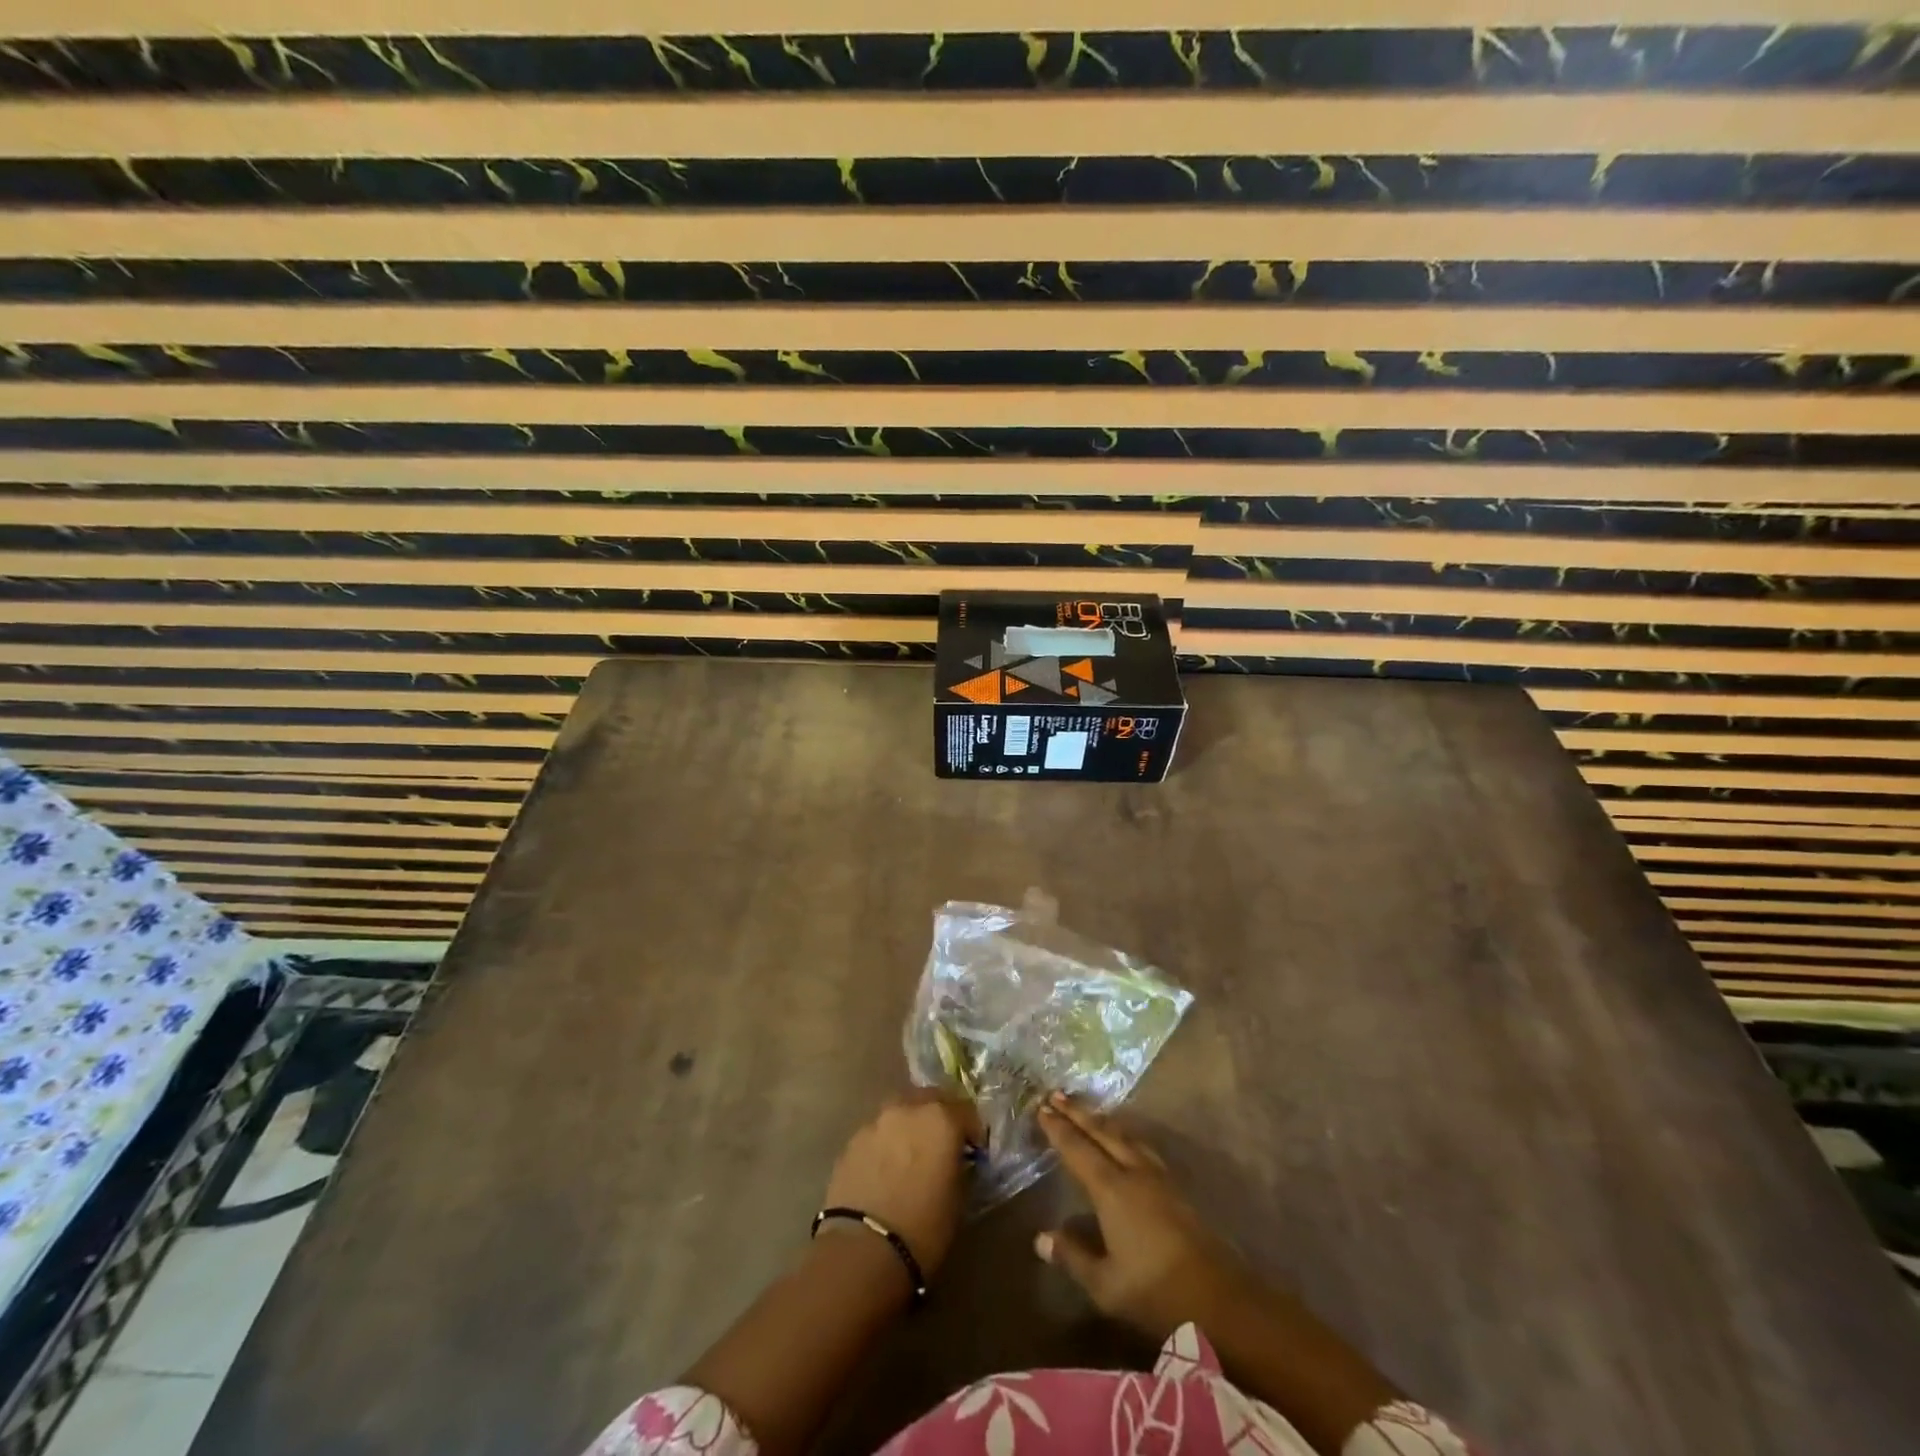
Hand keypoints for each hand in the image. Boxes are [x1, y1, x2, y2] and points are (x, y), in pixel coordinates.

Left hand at [822, 1092, 981, 1278]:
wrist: (862, 1250)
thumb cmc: (923, 1228)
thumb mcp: (958, 1200)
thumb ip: (959, 1167)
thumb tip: (955, 1161)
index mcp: (941, 1119)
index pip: (966, 1110)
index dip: (973, 1130)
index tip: (974, 1150)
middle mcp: (908, 1108)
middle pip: (931, 1099)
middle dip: (941, 1116)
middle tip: (943, 1143)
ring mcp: (876, 1121)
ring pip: (901, 1111)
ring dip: (911, 1124)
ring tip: (912, 1152)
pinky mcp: (852, 1140)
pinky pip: (878, 1132)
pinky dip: (887, 1142)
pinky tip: (886, 1168)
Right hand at [1034, 1093, 1248, 1341]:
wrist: (1220, 1300)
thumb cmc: (1155, 1292)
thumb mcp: (1105, 1284)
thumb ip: (1073, 1257)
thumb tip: (1041, 1237)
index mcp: (1111, 1189)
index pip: (1078, 1149)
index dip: (1059, 1129)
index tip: (1041, 1109)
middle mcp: (1133, 1172)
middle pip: (1102, 1132)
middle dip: (1078, 1113)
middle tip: (1056, 1094)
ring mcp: (1159, 1177)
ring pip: (1125, 1136)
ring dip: (1102, 1120)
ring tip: (1088, 1110)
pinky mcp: (1176, 1188)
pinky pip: (1141, 1147)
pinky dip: (1124, 1135)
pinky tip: (1125, 1141)